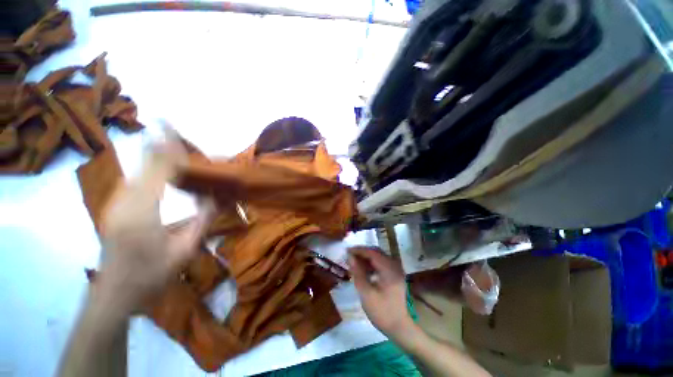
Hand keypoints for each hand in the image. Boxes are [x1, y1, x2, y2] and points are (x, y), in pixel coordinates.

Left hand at [97, 138, 212, 307]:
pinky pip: (135, 180)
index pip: (160, 169)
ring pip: (138, 170)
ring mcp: (116, 203)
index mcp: (142, 211)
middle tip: (174, 130)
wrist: (114, 296)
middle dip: (161, 145)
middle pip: (145, 163)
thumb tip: (219, 196)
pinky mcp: (115, 207)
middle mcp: (125, 200)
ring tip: (175, 147)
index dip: (170, 148)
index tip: (173, 126)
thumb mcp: (186, 250)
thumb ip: (204, 219)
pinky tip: (162, 169)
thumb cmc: (151, 276)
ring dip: (156, 156)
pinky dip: (151, 168)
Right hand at [348, 247, 416, 340]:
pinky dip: (372, 264)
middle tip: (350, 255)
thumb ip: (358, 272)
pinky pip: (382, 263)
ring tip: (354, 261)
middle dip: (362, 252)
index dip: (359, 250)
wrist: (399, 328)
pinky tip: (364, 270)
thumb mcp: (366, 293)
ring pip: (379, 257)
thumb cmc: (382, 312)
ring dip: (366, 257)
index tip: (347, 250)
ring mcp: (396, 270)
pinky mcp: (395, 275)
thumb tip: (350, 257)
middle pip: (376, 252)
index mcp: (389, 269)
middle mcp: (394, 266)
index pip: (372, 253)